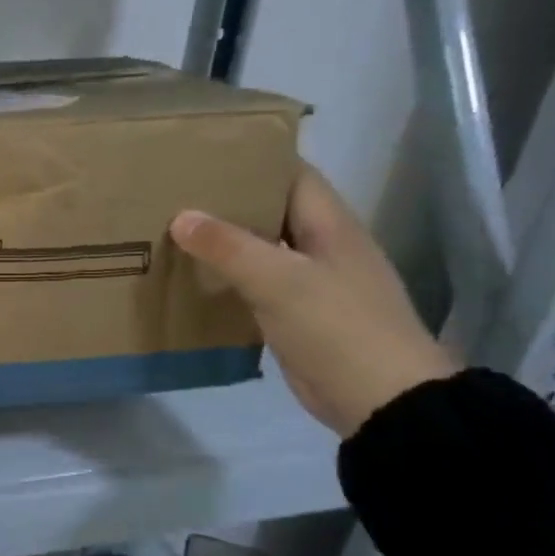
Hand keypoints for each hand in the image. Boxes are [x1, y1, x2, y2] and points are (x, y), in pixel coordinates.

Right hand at [169, 164, 457, 436]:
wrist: (381, 400)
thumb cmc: (336, 327)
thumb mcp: (278, 280)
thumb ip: (227, 246)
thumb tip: (180, 216)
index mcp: (330, 225)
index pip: (292, 175)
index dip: (254, 160)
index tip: (205, 155)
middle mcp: (322, 247)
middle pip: (272, 211)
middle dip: (229, 201)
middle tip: (175, 194)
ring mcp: (311, 283)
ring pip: (261, 250)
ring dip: (224, 243)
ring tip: (173, 231)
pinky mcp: (298, 316)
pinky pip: (257, 286)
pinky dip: (228, 279)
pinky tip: (194, 280)